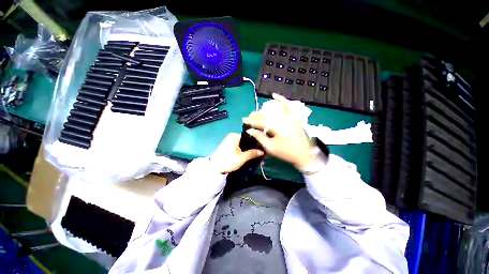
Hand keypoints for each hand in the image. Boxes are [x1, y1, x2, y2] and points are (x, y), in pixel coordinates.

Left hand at [210, 133, 264, 173]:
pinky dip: (243, 150)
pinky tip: (248, 155)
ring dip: (248, 149)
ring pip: (243, 144)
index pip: (249, 136)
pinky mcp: (228, 146)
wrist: (214, 168)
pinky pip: (239, 146)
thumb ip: (252, 153)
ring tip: (255, 155)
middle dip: (252, 147)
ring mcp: (230, 140)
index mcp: (235, 136)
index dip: (256, 142)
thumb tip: (262, 151)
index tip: (261, 148)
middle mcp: (232, 136)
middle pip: (246, 140)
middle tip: (259, 153)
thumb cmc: (228, 161)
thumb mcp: (242, 158)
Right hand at [243, 94, 312, 168]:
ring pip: (273, 111)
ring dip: (263, 111)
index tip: (243, 120)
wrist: (304, 154)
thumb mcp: (270, 147)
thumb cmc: (286, 152)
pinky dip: (281, 99)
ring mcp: (290, 116)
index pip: (261, 122)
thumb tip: (250, 130)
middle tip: (248, 117)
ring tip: (255, 113)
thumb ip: (260, 137)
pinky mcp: (294, 117)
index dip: (251, 121)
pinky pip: (287, 106)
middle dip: (255, 116)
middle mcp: (283, 119)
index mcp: (277, 127)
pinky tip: (274, 95)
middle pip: (266, 115)